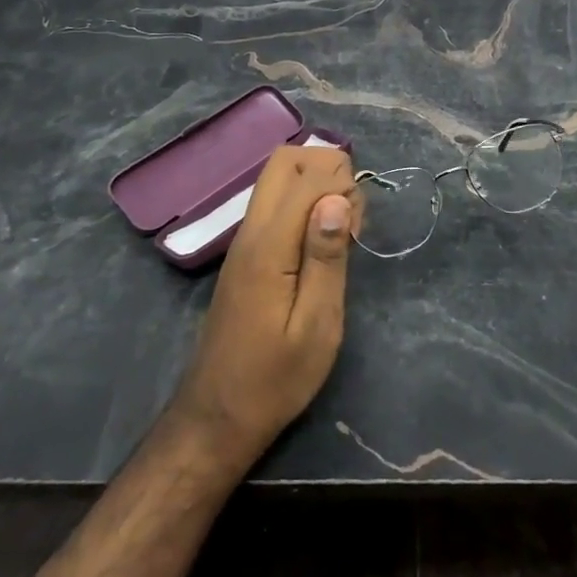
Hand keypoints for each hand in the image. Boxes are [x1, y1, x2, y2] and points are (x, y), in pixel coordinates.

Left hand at [170, 145, 361, 471]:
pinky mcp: (247, 253)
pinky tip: (322, 243)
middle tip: (351, 215)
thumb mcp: (317, 326)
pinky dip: (305, 203)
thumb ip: (326, 258)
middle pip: (285, 160)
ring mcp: (245, 240)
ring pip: (279, 178)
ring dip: (317, 184)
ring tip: (342, 231)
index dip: (343, 184)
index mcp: (268, 246)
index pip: (307, 176)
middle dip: (328, 168)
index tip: (358, 227)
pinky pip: (275, 203)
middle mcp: (251, 230)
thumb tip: (337, 198)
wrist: (218, 416)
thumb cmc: (275, 379)